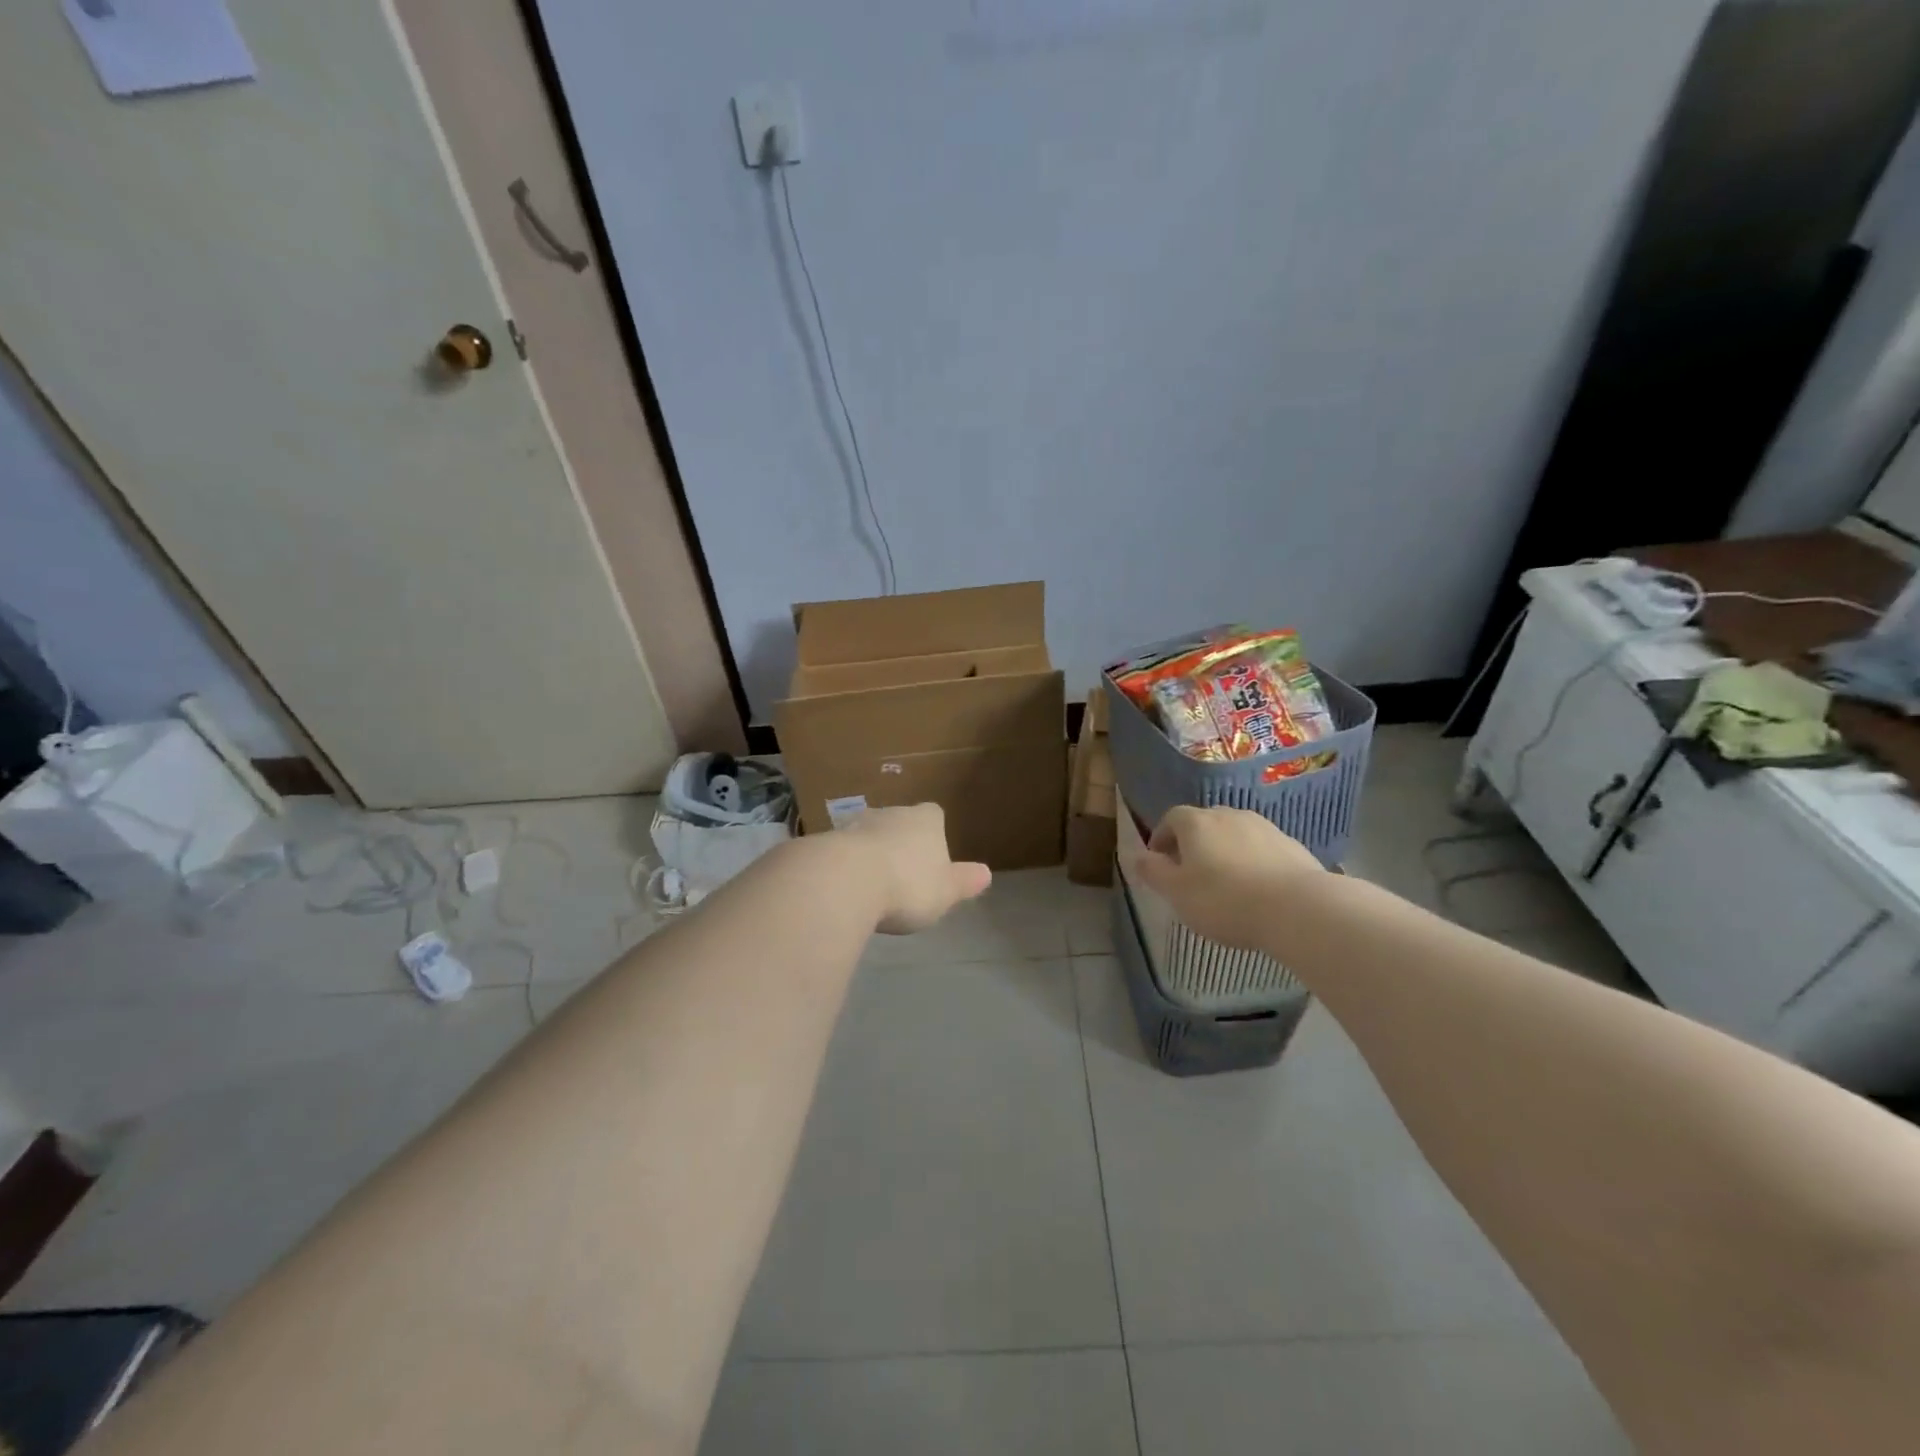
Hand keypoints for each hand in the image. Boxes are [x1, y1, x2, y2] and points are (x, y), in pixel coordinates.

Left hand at [838, 804, 991, 934]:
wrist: (845, 881)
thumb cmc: (908, 885)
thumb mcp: (946, 892)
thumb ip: (964, 882)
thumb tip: (986, 873)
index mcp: (926, 819)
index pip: (934, 815)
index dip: (933, 833)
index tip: (932, 857)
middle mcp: (891, 813)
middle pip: (899, 822)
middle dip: (900, 842)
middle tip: (902, 875)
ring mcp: (856, 824)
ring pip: (868, 834)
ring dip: (869, 853)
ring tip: (871, 885)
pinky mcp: (826, 841)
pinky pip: (841, 852)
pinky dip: (844, 866)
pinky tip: (844, 889)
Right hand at [1127, 805, 1321, 949]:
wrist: (1297, 908)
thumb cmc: (1224, 900)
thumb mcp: (1176, 892)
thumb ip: (1153, 872)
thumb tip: (1136, 856)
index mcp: (1196, 822)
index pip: (1171, 818)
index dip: (1161, 838)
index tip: (1159, 862)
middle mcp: (1228, 815)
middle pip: (1203, 823)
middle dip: (1193, 843)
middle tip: (1190, 873)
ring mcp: (1263, 827)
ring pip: (1233, 834)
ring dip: (1224, 850)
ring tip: (1225, 882)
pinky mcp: (1290, 844)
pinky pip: (1260, 848)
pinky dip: (1251, 860)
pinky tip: (1256, 888)